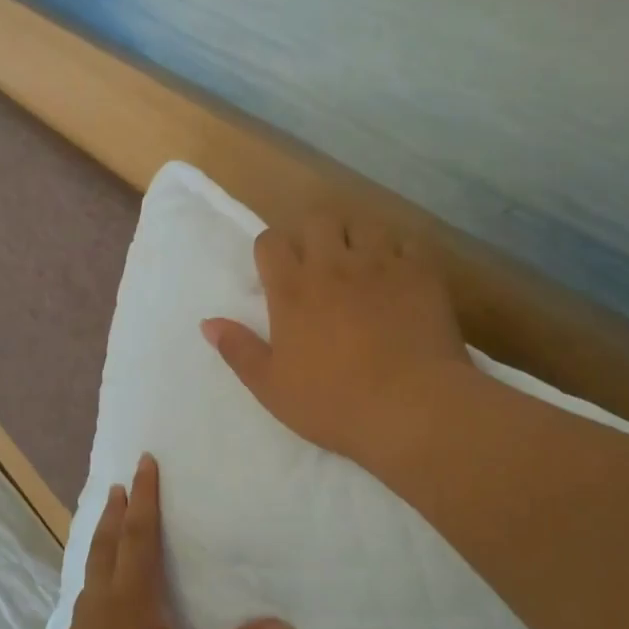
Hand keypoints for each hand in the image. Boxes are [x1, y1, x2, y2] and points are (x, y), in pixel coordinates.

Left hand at [35, 454, 293, 628]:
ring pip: (93, 565)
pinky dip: (97, 571)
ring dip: (102, 538)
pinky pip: (88, 590)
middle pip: (108, 542)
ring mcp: (84, 622)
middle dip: (116, 511)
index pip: (139, 533)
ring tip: (106, 524)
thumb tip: (285, 627)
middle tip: (119, 485)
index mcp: (131, 596)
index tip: (144, 463)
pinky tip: (100, 591)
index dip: (145, 497)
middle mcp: (104, 599)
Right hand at [201, 210, 471, 475]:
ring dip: (356, 239)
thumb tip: (208, 322)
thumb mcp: (271, 387)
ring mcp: (380, 264)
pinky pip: (407, 242)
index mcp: (292, 290)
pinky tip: (399, 275)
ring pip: (363, 224)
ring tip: (361, 265)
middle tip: (319, 265)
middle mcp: (333, 265)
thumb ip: (238, 350)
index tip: (277, 273)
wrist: (412, 408)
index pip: (271, 242)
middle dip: (313, 235)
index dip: (271, 251)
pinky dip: (399, 252)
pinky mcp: (420, 273)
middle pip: (317, 220)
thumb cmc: (334, 403)